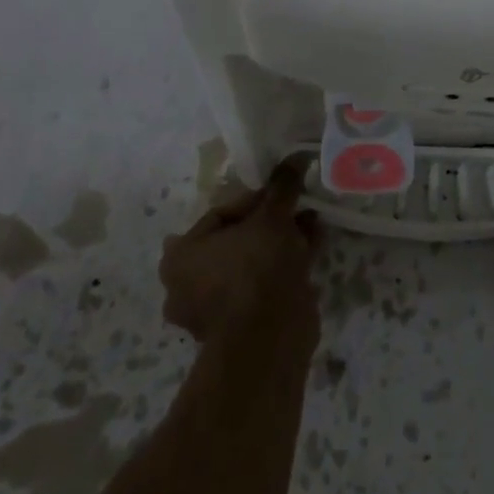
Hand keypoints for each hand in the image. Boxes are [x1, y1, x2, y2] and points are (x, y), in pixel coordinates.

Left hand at [159, 158, 319, 342]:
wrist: (270, 338)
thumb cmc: (256, 268)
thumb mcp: (272, 216)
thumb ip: (283, 185)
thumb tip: (296, 156)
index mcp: (181, 257)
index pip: (221, 213)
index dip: (256, 198)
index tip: (283, 193)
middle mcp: (188, 285)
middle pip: (236, 240)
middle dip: (269, 223)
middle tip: (297, 208)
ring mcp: (214, 311)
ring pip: (251, 263)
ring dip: (280, 243)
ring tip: (311, 223)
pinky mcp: (240, 328)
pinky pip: (262, 285)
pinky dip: (284, 266)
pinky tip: (313, 246)